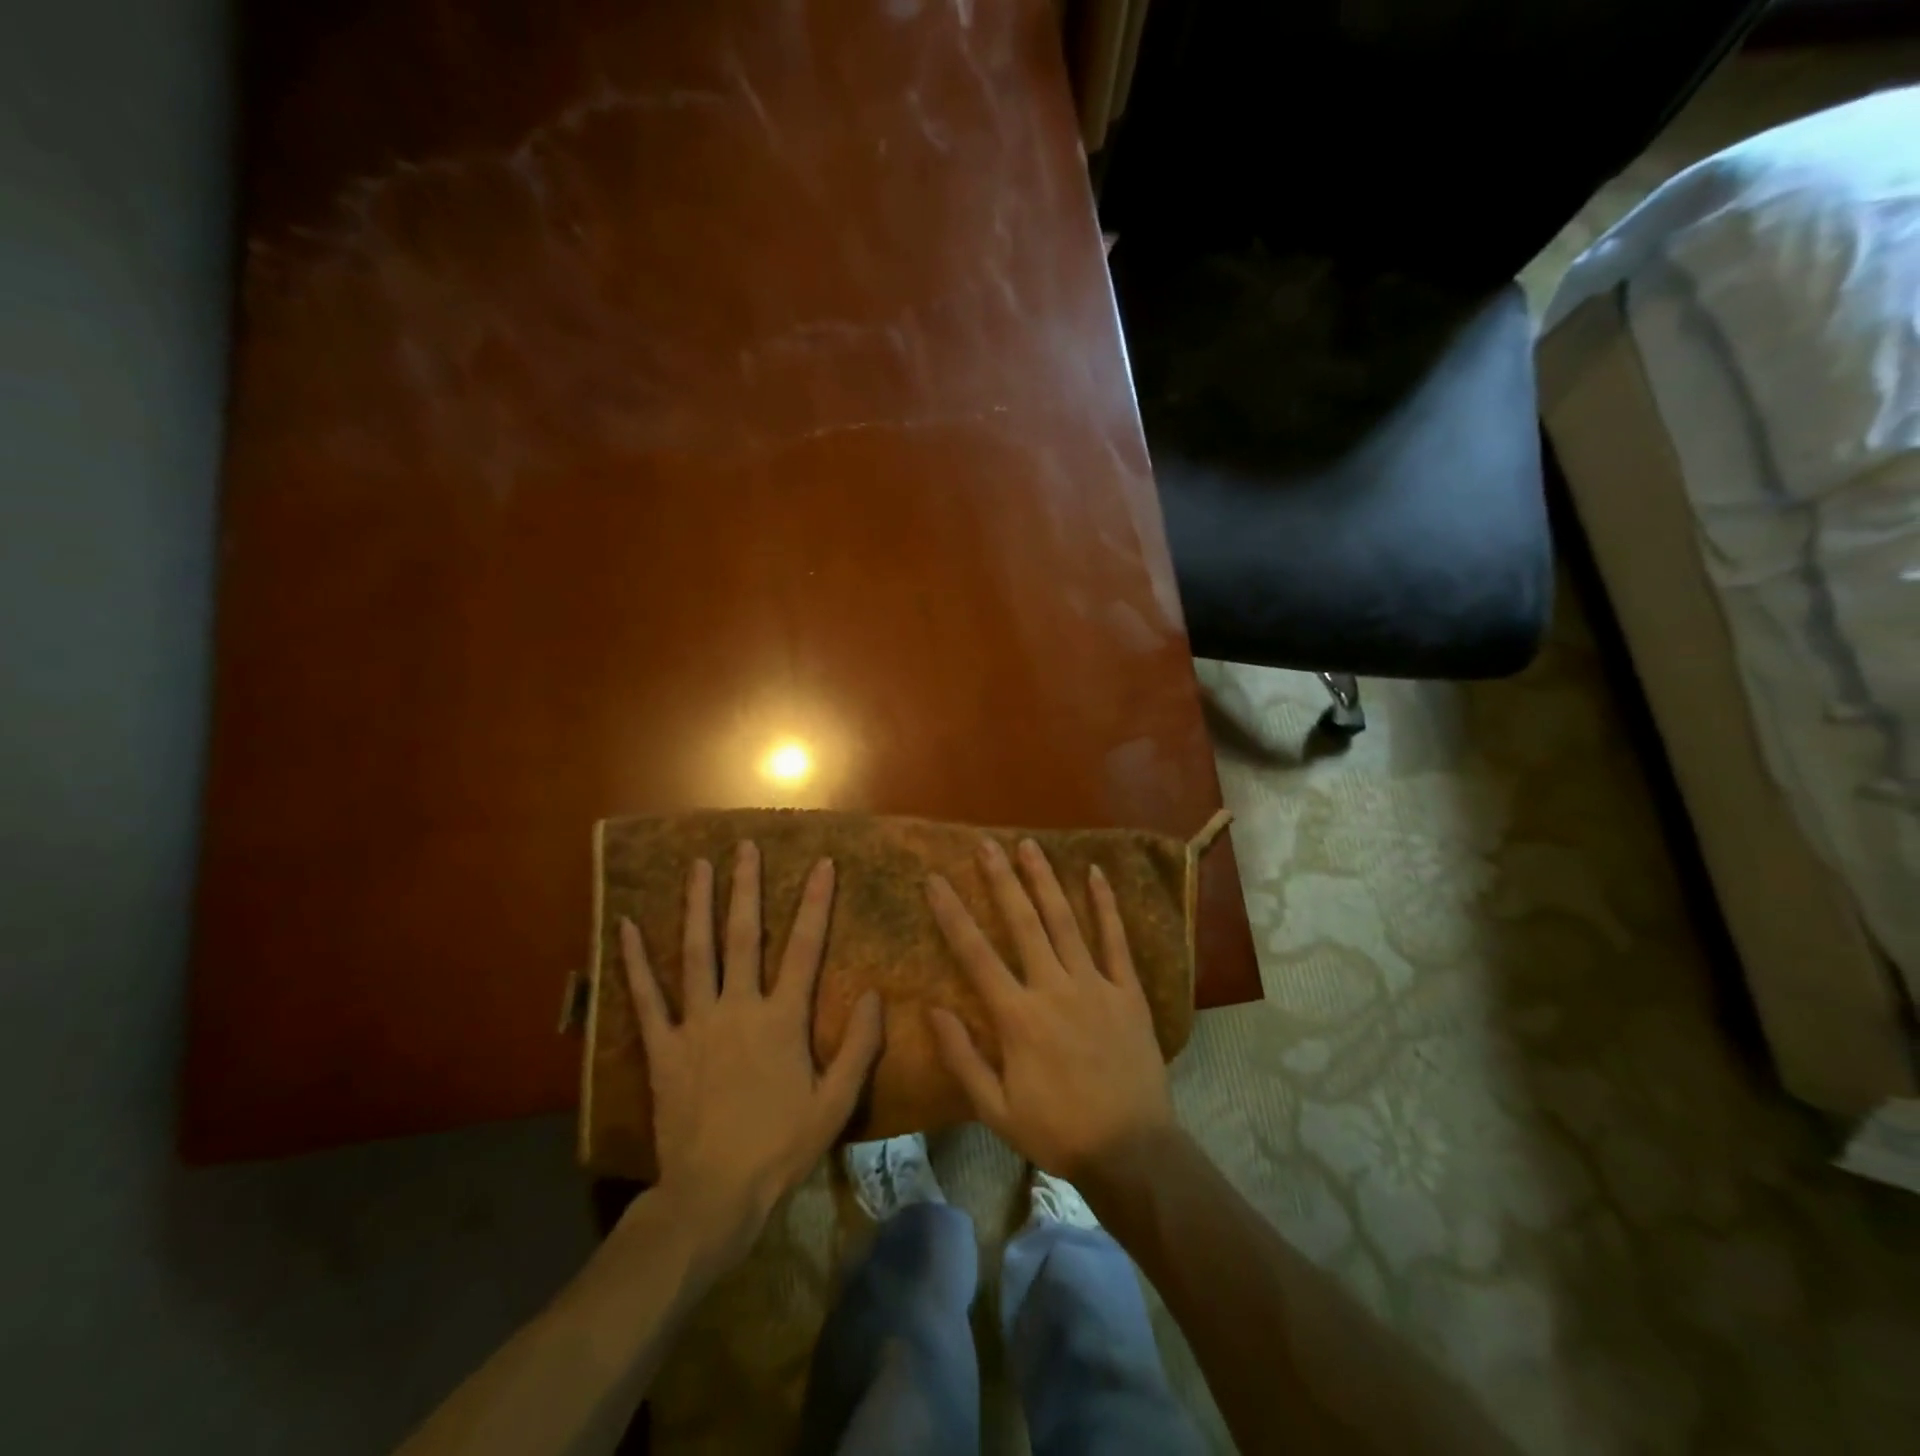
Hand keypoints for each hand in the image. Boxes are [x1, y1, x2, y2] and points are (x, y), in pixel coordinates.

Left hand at [621, 843, 883, 1265]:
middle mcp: (738, 1008)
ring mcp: (695, 1025)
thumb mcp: (835, 1103)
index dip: (815, 903)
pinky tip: (626, 927)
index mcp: (782, 1019)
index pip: (805, 948)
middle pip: (743, 936)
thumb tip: (872, 994)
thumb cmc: (780, 1148)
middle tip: (745, 846)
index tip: (822, 864)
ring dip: (697, 906)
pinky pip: (646, 999)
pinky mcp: (662, 1048)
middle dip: (746, 888)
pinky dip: (634, 962)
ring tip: (698, 866)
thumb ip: (859, 1047)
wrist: (712, 1195)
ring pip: (696, 954)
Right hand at [925, 838, 1175, 1181]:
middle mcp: (1053, 988)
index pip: (975, 954)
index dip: (952, 914)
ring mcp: (1094, 984)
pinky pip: (1116, 940)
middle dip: (1001, 880)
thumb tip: (933, 1010)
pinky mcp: (1127, 991)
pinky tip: (1095, 874)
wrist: (1132, 1150)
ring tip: (1029, 846)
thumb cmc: (1058, 1130)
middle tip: (986, 845)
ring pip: (1065, 921)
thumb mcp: (996, 1109)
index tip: (935, 881)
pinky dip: (1105, 905)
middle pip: (1022, 923)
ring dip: (1044, 881)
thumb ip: (963, 1058)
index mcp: (1017, 1016)